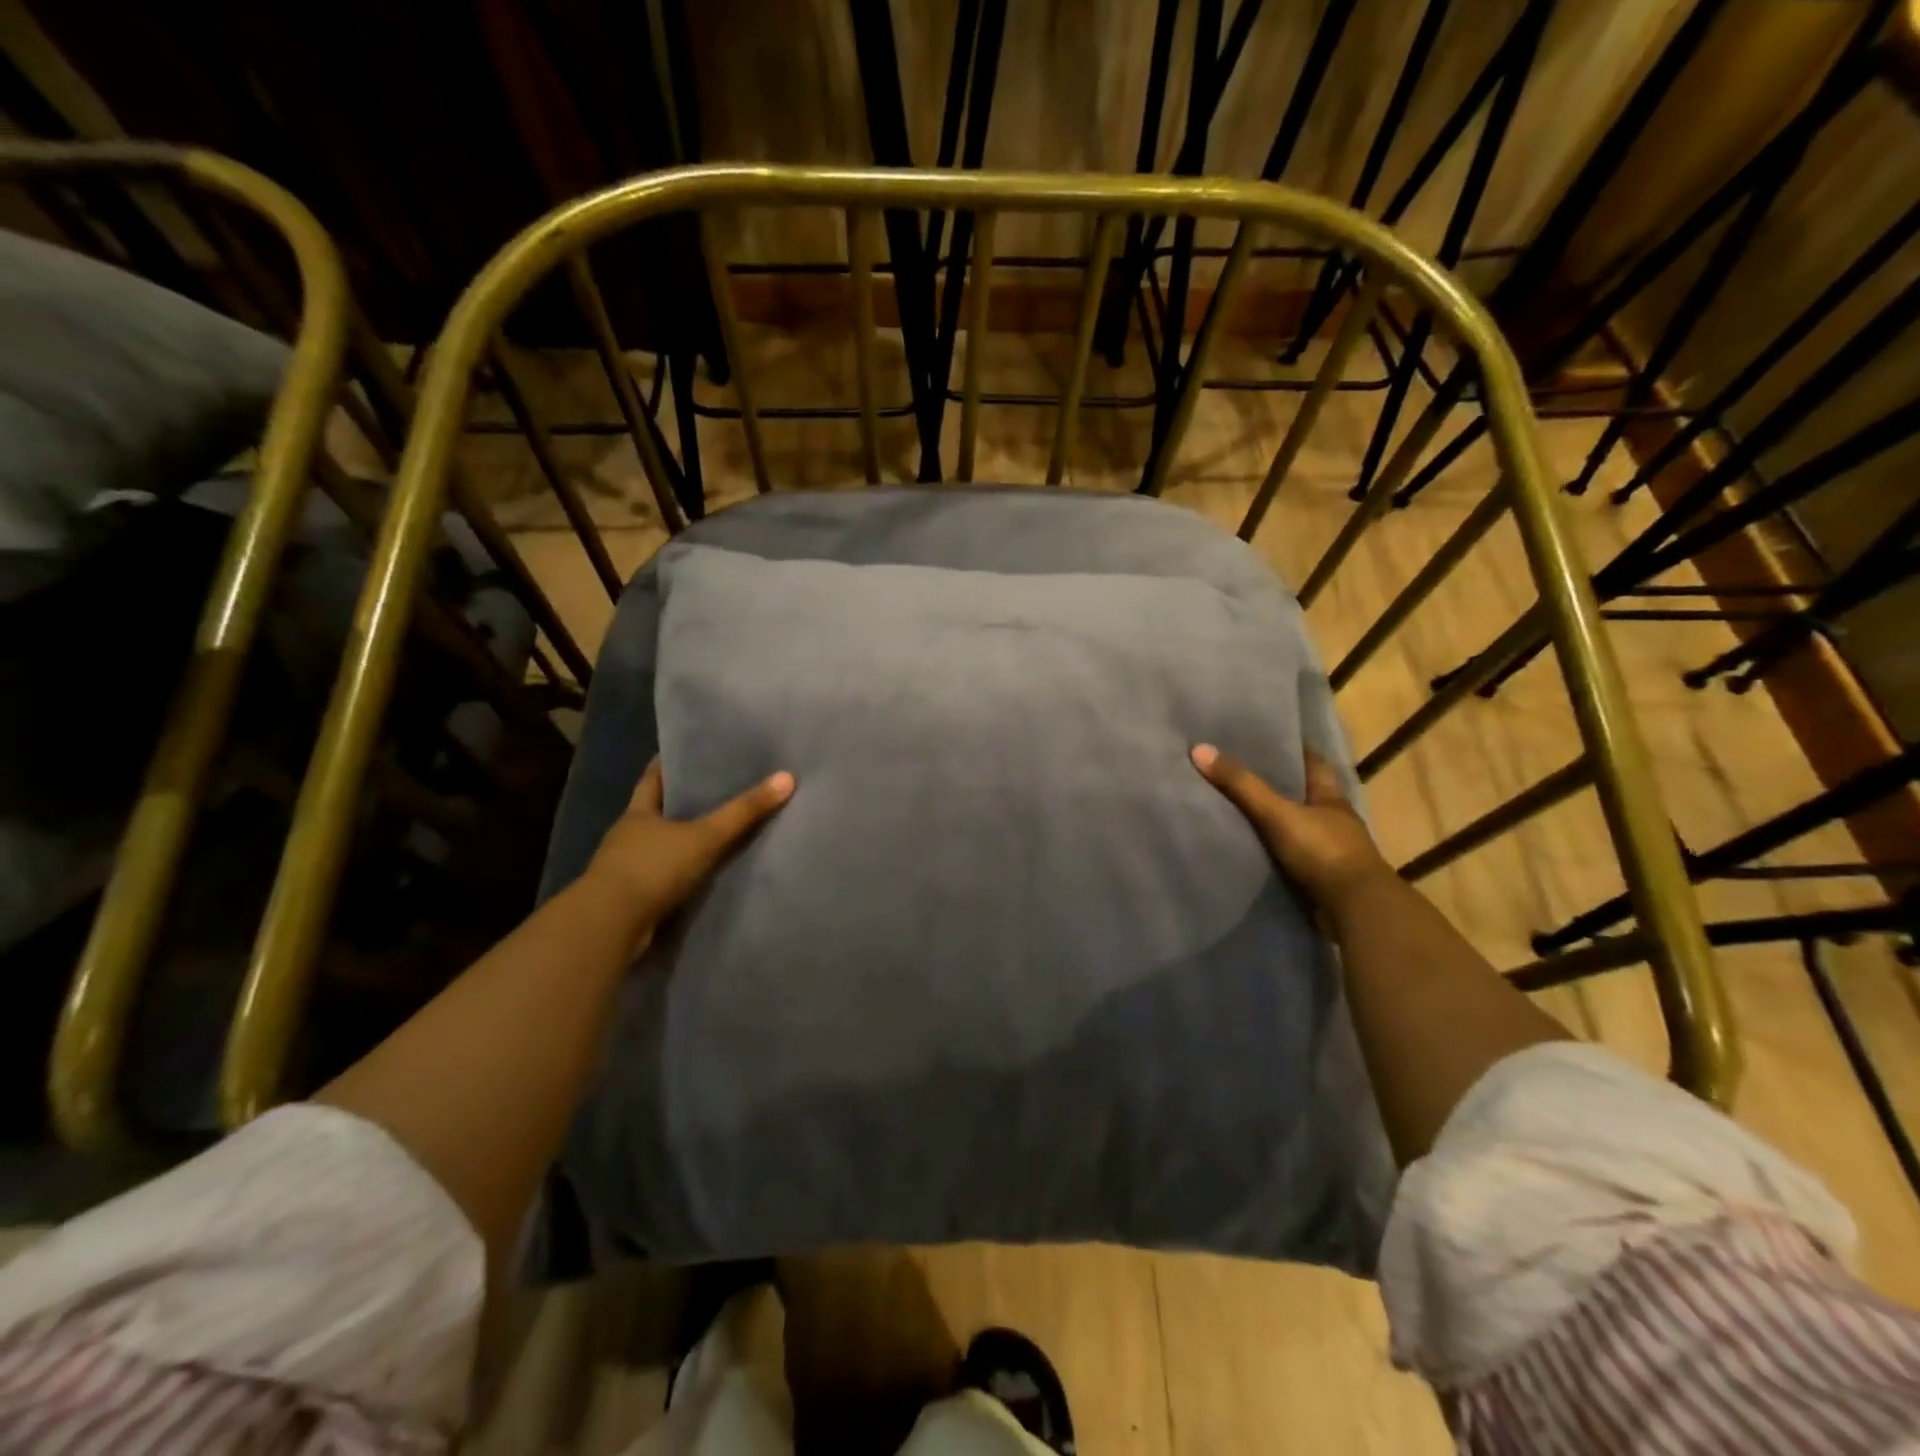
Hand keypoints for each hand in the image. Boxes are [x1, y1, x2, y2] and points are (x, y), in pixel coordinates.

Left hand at [583, 757, 794, 934]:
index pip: (654, 777)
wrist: (610, 926)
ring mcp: (626, 867)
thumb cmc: (653, 868)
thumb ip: (743, 812)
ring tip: (716, 830)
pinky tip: (702, 872)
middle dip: (681, 801)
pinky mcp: (632, 897)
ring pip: (659, 844)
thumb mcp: (705, 836)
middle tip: (717, 788)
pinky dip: (679, 871)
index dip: (670, 763)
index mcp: (638, 812)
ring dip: (681, 840)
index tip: (692, 752)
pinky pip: (661, 875)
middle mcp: (628, 835)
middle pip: (657, 810)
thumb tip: (787, 778)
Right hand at [1191, 743, 1392, 915]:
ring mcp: (1331, 851)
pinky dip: (1275, 852)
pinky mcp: (1322, 879)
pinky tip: (1253, 849)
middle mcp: (1334, 820)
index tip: (1265, 739)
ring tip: (1239, 810)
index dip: (1292, 749)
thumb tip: (1199, 749)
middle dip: (1278, 785)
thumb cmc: (1323, 851)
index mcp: (1331, 797)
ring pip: (1298, 826)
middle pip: (1303, 794)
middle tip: (1240, 772)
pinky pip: (1293, 857)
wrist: (1355, 910)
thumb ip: (1241, 785)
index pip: (1313, 762)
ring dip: (1276, 822)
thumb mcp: (1278, 813)